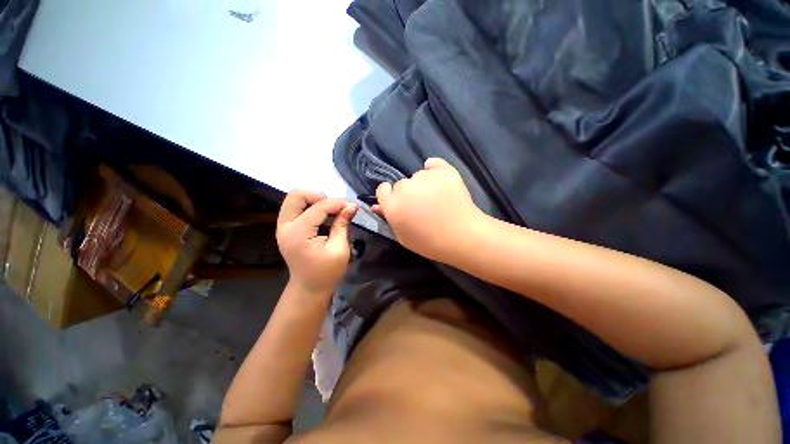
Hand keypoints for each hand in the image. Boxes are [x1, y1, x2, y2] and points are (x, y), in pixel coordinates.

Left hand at [276, 191, 357, 294]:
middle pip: (296, 196)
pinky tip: (323, 216)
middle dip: (318, 196)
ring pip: (294, 200)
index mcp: (298, 233)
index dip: (337, 203)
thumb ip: (343, 224)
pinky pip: (295, 209)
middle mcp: (285, 227)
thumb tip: (352, 206)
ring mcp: (283, 227)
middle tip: (335, 206)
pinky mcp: (286, 229)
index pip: (318, 207)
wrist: (309, 288)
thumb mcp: (340, 249)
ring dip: (313, 201)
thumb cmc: (327, 272)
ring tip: (331, 211)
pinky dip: (310, 207)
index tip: (353, 205)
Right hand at [374, 158, 484, 261]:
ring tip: (436, 199)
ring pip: (418, 176)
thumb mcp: (403, 237)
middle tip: (421, 206)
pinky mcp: (444, 170)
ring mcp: (425, 177)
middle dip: (407, 193)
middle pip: (400, 184)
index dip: (389, 197)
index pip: (382, 189)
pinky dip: (434, 170)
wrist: (463, 237)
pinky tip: (441, 181)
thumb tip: (376, 206)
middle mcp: (405, 187)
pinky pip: (433, 164)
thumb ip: (388, 219)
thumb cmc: (430, 242)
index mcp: (393, 205)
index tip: (399, 204)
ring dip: (422, 184)